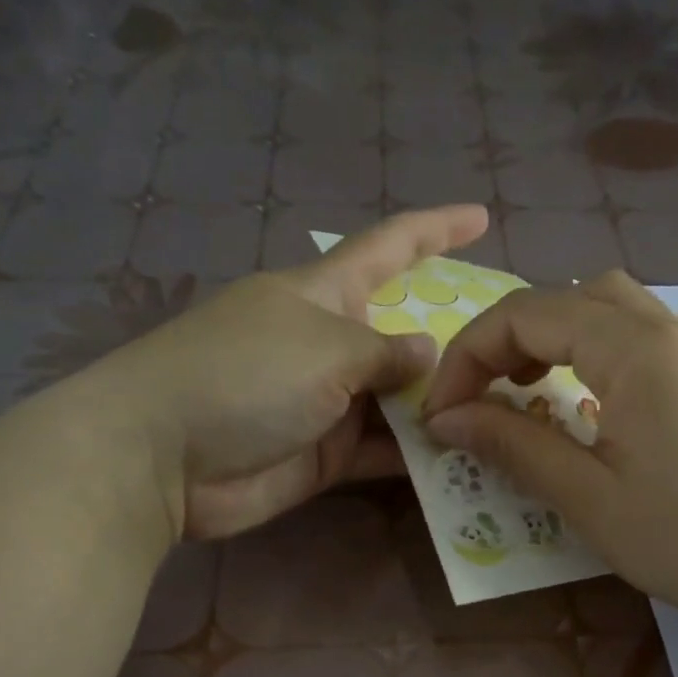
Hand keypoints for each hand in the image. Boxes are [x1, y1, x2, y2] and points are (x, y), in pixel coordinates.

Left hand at [99, 205, 487, 540]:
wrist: (164, 458)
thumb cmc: (244, 375)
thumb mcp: (326, 348)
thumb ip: (386, 353)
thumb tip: (428, 353)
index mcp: (324, 294)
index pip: (390, 248)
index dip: (435, 229)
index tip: (479, 215)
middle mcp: (331, 344)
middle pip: (404, 335)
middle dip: (454, 344)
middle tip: (514, 359)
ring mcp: (328, 403)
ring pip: (400, 401)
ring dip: (442, 409)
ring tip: (505, 416)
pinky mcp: (324, 455)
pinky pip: (382, 450)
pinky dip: (416, 457)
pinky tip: (464, 461)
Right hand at [421, 271, 677, 631]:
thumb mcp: (589, 498)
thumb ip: (514, 446)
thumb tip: (445, 419)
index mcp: (635, 349)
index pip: (527, 315)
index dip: (468, 356)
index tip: (440, 415)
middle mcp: (667, 330)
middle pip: (565, 297)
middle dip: (505, 338)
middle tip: (478, 397)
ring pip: (604, 307)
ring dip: (549, 338)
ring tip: (523, 391)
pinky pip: (635, 335)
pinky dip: (589, 351)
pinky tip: (581, 402)